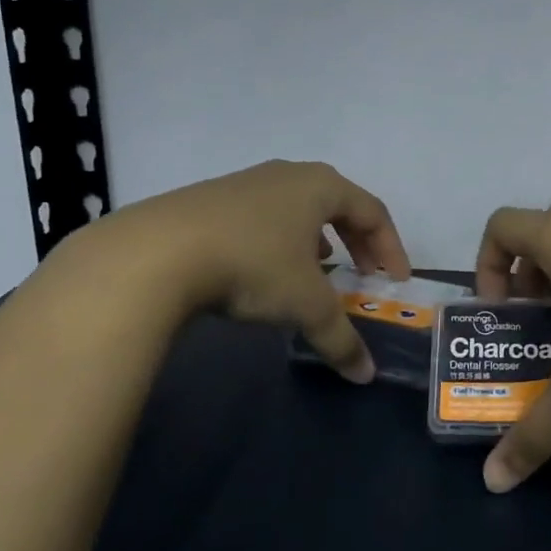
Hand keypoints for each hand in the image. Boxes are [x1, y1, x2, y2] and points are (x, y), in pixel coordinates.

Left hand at [77, 159, 410, 381]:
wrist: (155, 253)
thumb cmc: (252, 265)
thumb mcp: (306, 306)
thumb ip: (341, 338)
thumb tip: (365, 375)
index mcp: (321, 186)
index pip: (374, 211)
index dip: (391, 248)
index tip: (395, 281)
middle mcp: (288, 175)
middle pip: (338, 205)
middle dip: (357, 242)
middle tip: (363, 274)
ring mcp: (245, 183)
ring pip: (297, 209)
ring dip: (317, 240)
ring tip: (317, 271)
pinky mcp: (209, 200)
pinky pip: (263, 218)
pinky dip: (279, 242)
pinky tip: (265, 271)